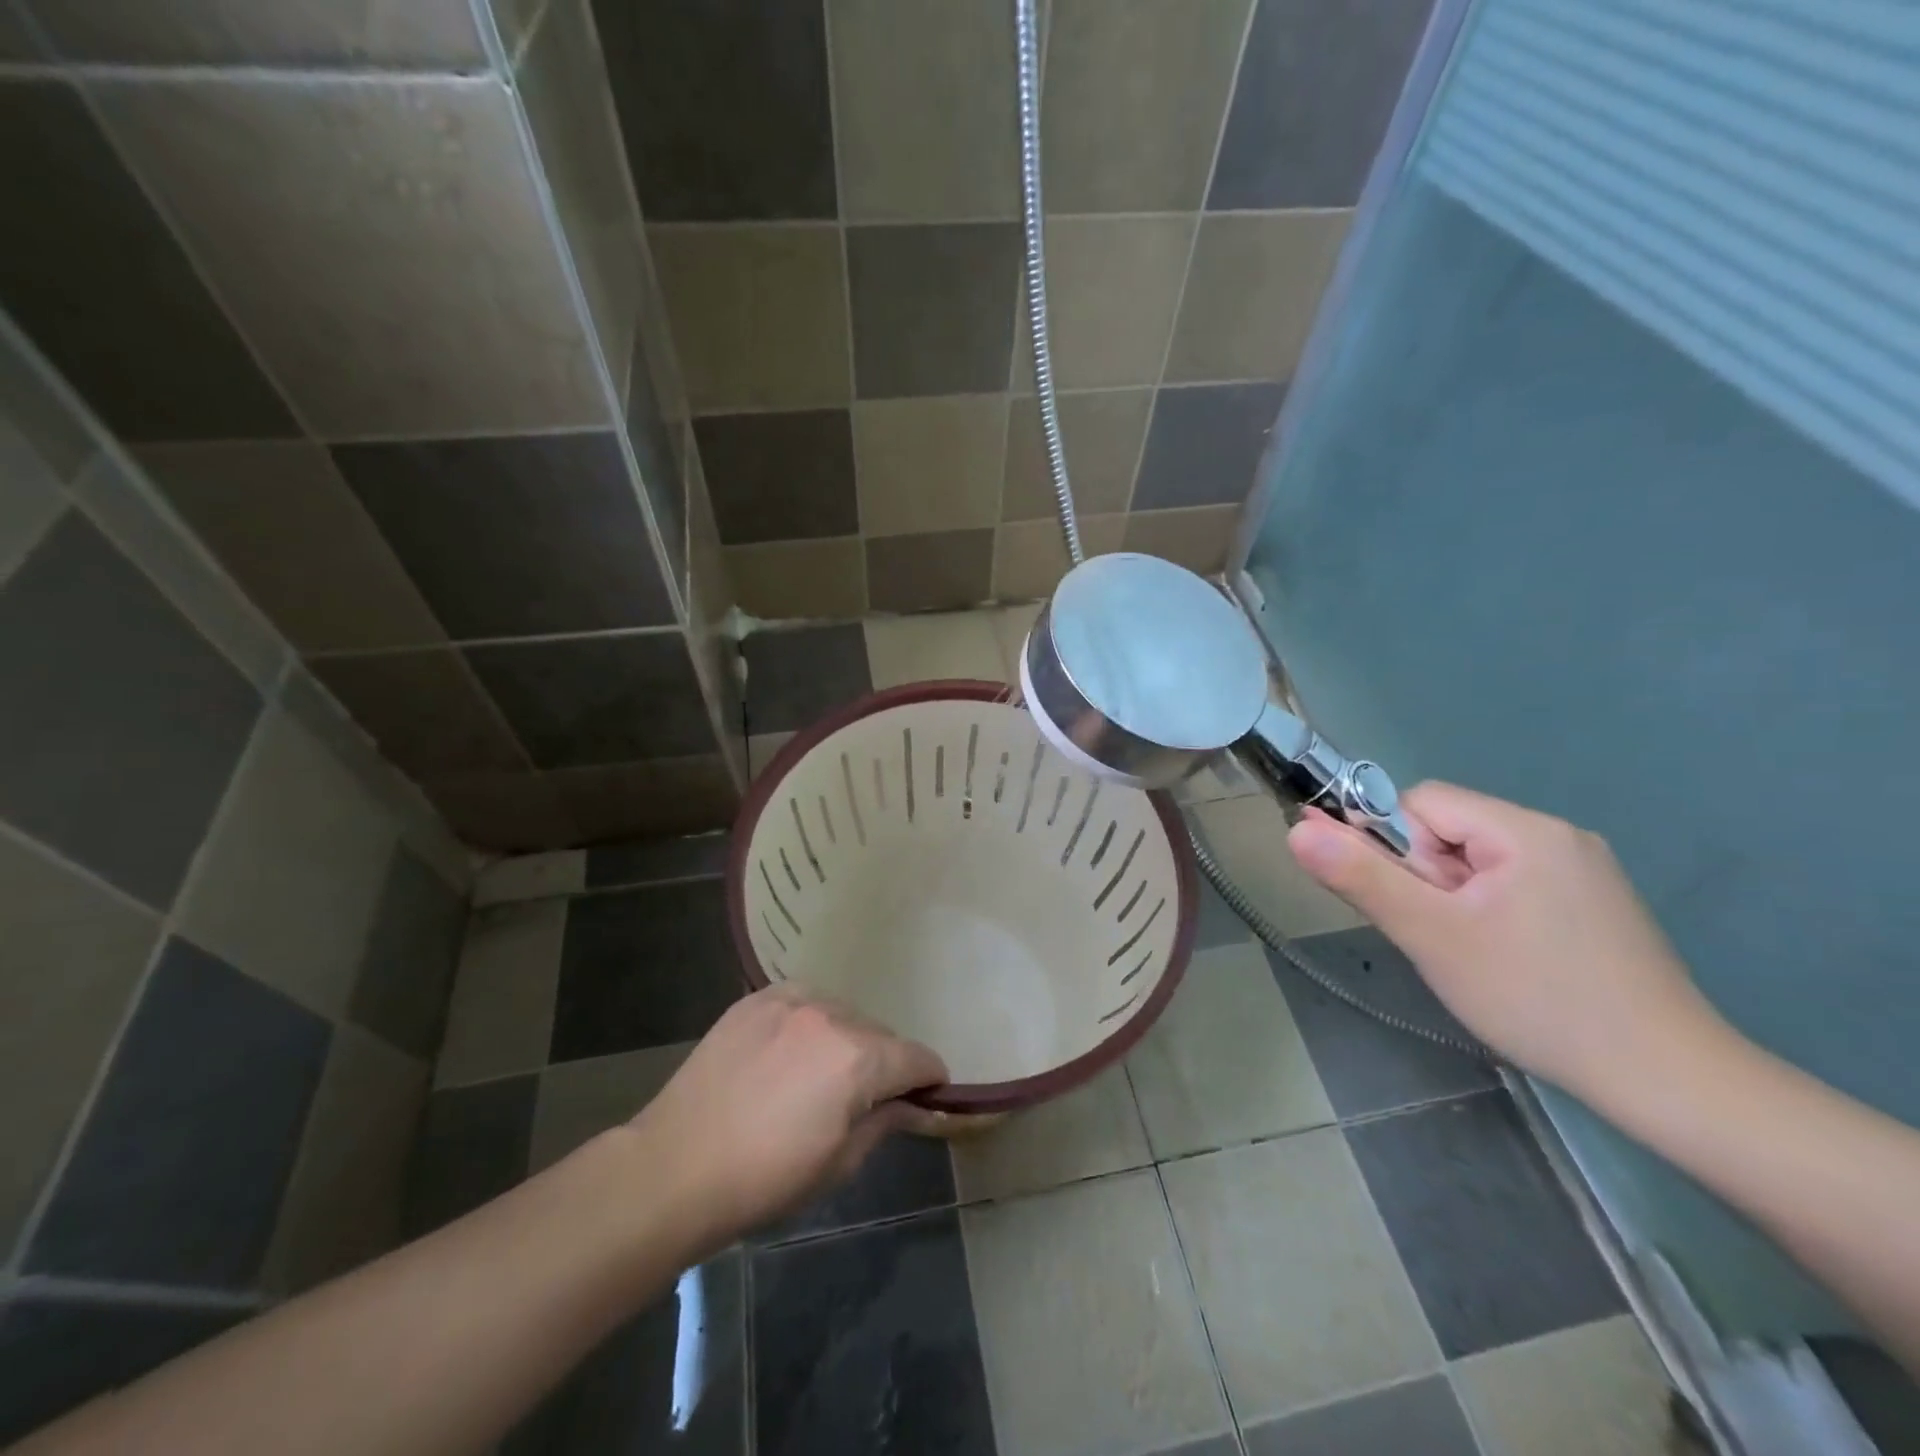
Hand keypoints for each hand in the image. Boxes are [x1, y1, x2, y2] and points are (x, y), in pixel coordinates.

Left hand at [623, 987, 946, 1250]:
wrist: (674, 1168)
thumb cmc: (764, 1179)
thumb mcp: (839, 1164)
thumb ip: (886, 1121)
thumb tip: (916, 1105)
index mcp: (858, 1059)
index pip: (918, 1057)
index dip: (930, 1080)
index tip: (926, 1097)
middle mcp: (831, 1016)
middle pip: (880, 1034)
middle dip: (884, 1063)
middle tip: (863, 1098)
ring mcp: (790, 1001)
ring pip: (842, 1013)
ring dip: (846, 1039)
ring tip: (819, 1074)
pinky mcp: (756, 999)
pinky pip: (802, 1001)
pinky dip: (809, 1022)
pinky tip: (789, 1050)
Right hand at [1287, 782, 1725, 1103]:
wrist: (1669, 1082)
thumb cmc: (1537, 999)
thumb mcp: (1432, 936)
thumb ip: (1361, 876)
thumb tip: (1296, 828)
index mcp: (1524, 829)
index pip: (1422, 802)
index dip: (1395, 846)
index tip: (1409, 905)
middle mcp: (1559, 835)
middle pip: (1450, 830)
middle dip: (1425, 877)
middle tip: (1440, 937)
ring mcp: (1584, 871)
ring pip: (1478, 861)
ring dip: (1453, 898)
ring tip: (1471, 955)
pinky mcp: (1596, 905)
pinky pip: (1512, 884)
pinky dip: (1487, 913)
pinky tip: (1504, 960)